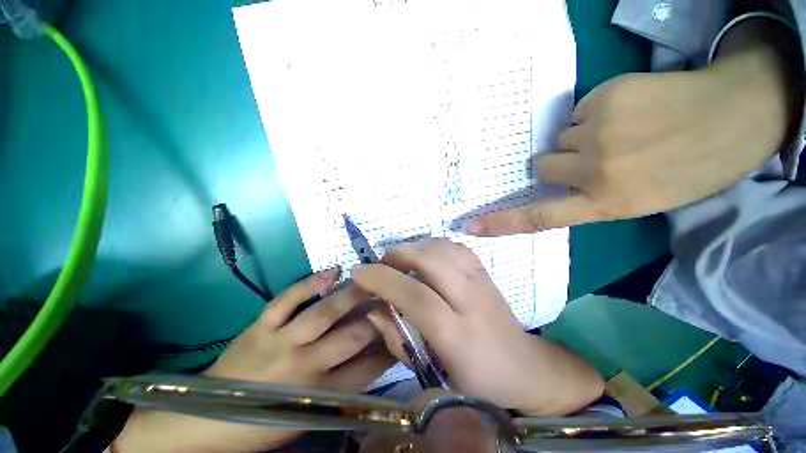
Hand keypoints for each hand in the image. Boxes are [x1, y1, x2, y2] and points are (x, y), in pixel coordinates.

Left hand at [114, 268, 393, 452]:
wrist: (206, 419)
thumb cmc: (264, 422)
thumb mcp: (310, 415)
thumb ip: (345, 386)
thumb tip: (376, 356)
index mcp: (318, 396)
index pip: (368, 367)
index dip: (390, 346)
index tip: (403, 329)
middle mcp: (304, 367)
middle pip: (353, 336)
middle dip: (379, 316)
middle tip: (395, 298)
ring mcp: (280, 342)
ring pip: (324, 313)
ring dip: (352, 294)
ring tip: (372, 279)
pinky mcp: (261, 326)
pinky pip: (288, 299)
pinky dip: (311, 282)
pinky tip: (333, 270)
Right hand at [352, 239, 602, 414]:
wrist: (524, 366)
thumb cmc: (478, 379)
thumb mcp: (434, 374)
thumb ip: (399, 340)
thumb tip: (373, 309)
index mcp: (459, 336)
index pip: (417, 298)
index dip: (384, 281)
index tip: (359, 272)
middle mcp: (472, 301)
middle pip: (431, 262)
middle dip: (398, 255)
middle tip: (380, 263)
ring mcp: (482, 281)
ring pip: (443, 248)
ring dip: (414, 247)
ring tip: (399, 258)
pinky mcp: (486, 271)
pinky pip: (455, 246)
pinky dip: (433, 244)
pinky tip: (424, 253)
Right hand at [466, 27, 792, 235]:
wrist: (739, 115)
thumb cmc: (692, 167)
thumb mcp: (640, 199)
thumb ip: (590, 197)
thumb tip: (554, 181)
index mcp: (607, 203)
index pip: (538, 218)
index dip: (501, 222)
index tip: (471, 226)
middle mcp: (595, 172)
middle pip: (543, 166)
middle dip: (560, 163)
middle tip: (597, 155)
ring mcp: (599, 133)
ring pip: (559, 139)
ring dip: (579, 138)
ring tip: (622, 131)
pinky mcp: (606, 98)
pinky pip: (577, 112)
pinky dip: (594, 112)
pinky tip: (630, 110)